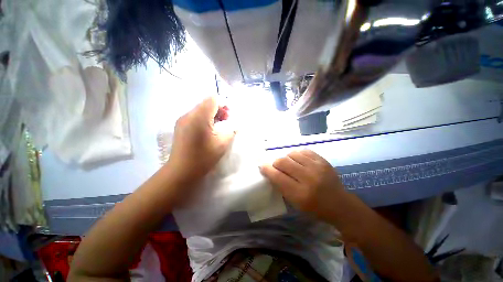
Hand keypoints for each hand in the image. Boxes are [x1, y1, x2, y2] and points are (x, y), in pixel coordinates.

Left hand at [167, 97, 234, 186]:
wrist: (182, 171)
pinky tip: (208, 131)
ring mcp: (182, 120)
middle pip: (206, 103)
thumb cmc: (204, 157)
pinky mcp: (180, 126)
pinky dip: (204, 119)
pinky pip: (195, 116)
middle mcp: (188, 114)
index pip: (212, 99)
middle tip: (226, 122)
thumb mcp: (223, 143)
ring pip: (200, 109)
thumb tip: (234, 124)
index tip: (229, 117)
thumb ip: (231, 129)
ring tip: (218, 127)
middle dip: (219, 109)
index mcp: (199, 116)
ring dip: (212, 115)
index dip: (224, 104)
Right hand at [259, 150, 346, 220]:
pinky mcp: (322, 160)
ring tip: (289, 164)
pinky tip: (298, 160)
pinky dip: (296, 154)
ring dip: (286, 158)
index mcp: (300, 194)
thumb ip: (282, 186)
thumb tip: (271, 171)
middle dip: (275, 163)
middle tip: (276, 166)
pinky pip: (303, 151)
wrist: (340, 204)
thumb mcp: (295, 203)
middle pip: (283, 162)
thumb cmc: (315, 207)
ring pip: (292, 154)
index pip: (278, 177)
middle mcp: (309, 178)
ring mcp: (317, 167)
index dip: (267, 169)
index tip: (262, 166)